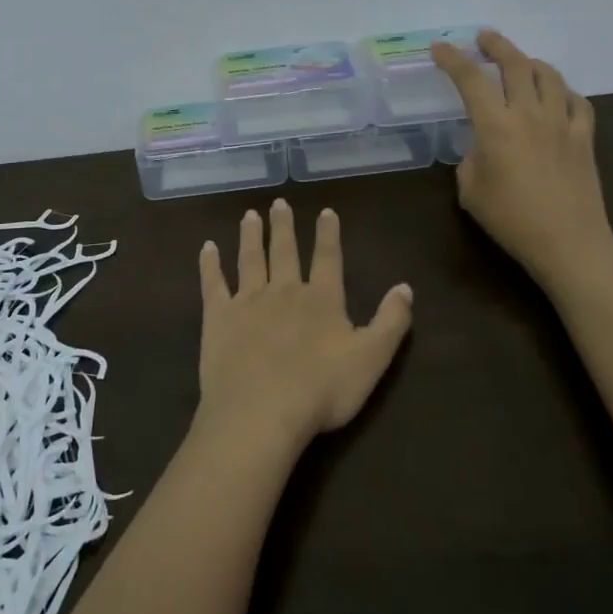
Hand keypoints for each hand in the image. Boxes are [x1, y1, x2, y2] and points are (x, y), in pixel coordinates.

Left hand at [195, 201, 412, 454]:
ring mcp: (248, 301)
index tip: (325, 211)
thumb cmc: (321, 390)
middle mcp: (284, 291)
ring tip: (249, 215)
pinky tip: (207, 248)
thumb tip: (405, 286)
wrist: (261, 411)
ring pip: (250, 260)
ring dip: (250, 236)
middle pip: (284, 252)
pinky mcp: (218, 317)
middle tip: (279, 203)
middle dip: (283, 227)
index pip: (327, 259)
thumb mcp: (372, 359)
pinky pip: (213, 284)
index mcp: (321, 300)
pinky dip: (210, 264)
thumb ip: (391, 322)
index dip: (328, 234)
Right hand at [431, 29, 612, 284]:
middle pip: (515, 64)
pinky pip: (576, 101)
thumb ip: (472, 158)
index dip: (452, 59)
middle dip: (496, 45)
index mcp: (495, 126)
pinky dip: (562, 91)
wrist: (568, 242)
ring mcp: (561, 122)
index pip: (470, 80)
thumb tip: (483, 145)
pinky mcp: (584, 136)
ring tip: (519, 62)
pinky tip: (555, 96)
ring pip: (548, 75)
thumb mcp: (471, 190)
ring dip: (530, 62)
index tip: (440, 48)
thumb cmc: (511, 220)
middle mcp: (529, 114)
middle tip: (483, 38)